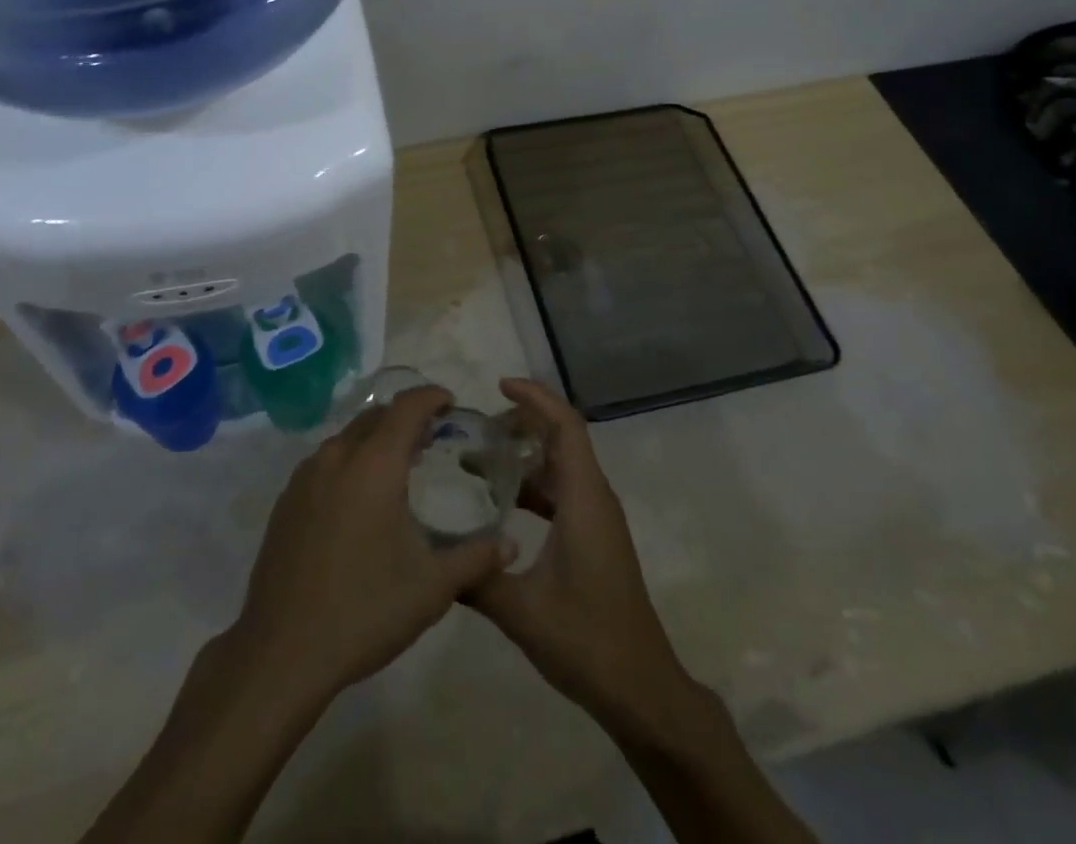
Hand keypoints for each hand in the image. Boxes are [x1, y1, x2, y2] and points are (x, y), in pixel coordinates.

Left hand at [224, 386, 508, 709]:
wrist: (282, 651)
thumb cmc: (365, 610)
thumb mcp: (432, 588)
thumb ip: (476, 559)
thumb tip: (511, 545)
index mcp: (374, 464)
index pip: (407, 407)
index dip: (431, 397)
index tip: (451, 403)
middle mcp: (337, 457)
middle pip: (375, 416)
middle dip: (405, 417)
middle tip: (431, 438)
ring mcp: (305, 477)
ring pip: (347, 437)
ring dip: (376, 439)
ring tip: (398, 467)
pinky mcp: (286, 500)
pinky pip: (325, 461)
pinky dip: (350, 461)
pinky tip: (360, 499)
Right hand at [468, 379, 694, 732]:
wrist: (641, 690)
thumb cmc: (587, 640)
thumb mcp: (521, 610)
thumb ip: (476, 577)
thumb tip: (434, 555)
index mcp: (584, 499)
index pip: (565, 426)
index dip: (535, 398)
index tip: (499, 386)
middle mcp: (594, 498)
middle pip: (562, 438)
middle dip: (522, 423)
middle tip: (476, 428)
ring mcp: (597, 519)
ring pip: (561, 466)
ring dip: (525, 456)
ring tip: (478, 461)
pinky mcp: (594, 538)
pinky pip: (562, 493)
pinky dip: (533, 486)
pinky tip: (500, 505)